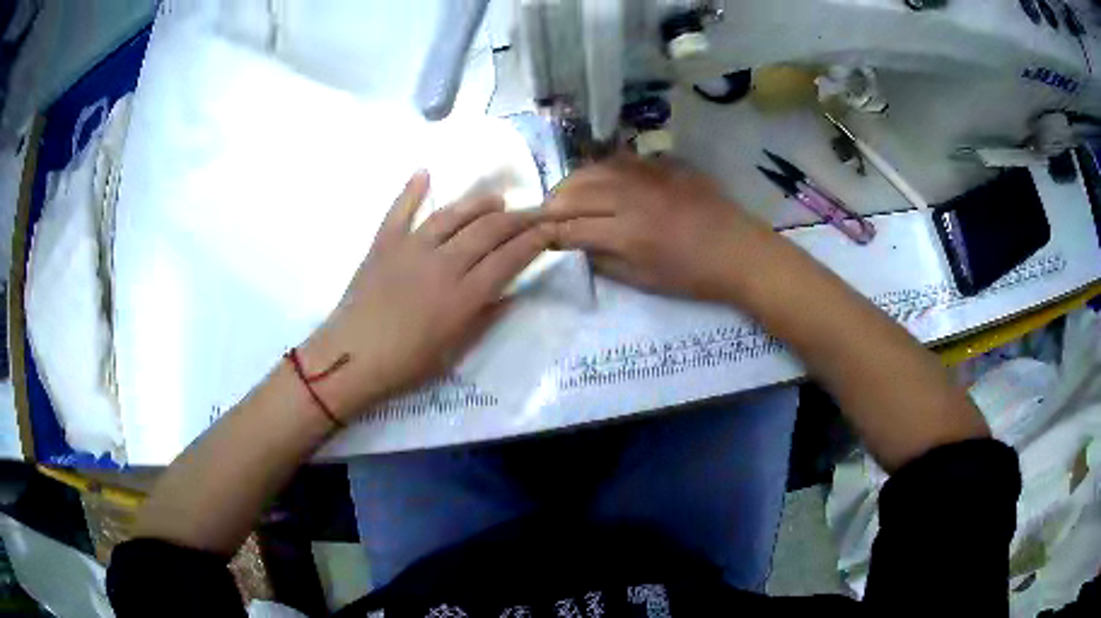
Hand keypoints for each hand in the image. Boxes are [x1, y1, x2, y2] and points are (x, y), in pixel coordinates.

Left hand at [299, 171, 550, 421]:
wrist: (350, 358)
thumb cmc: (405, 365)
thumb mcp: (454, 352)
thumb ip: (484, 319)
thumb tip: (509, 294)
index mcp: (463, 296)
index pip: (509, 258)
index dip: (534, 241)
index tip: (551, 229)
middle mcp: (442, 264)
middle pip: (488, 231)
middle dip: (518, 218)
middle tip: (536, 210)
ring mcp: (410, 249)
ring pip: (452, 215)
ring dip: (479, 203)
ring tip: (497, 199)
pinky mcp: (383, 244)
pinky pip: (400, 210)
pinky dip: (412, 190)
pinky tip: (424, 172)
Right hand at [547, 155, 772, 300]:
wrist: (740, 251)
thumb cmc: (693, 275)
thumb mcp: (644, 280)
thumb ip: (603, 261)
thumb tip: (575, 246)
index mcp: (626, 232)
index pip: (571, 227)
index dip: (549, 233)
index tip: (538, 238)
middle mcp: (630, 196)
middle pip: (574, 192)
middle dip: (552, 205)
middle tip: (545, 216)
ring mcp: (647, 174)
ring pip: (593, 169)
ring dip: (572, 183)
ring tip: (566, 196)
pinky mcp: (662, 163)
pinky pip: (620, 160)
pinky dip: (601, 170)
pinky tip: (599, 180)